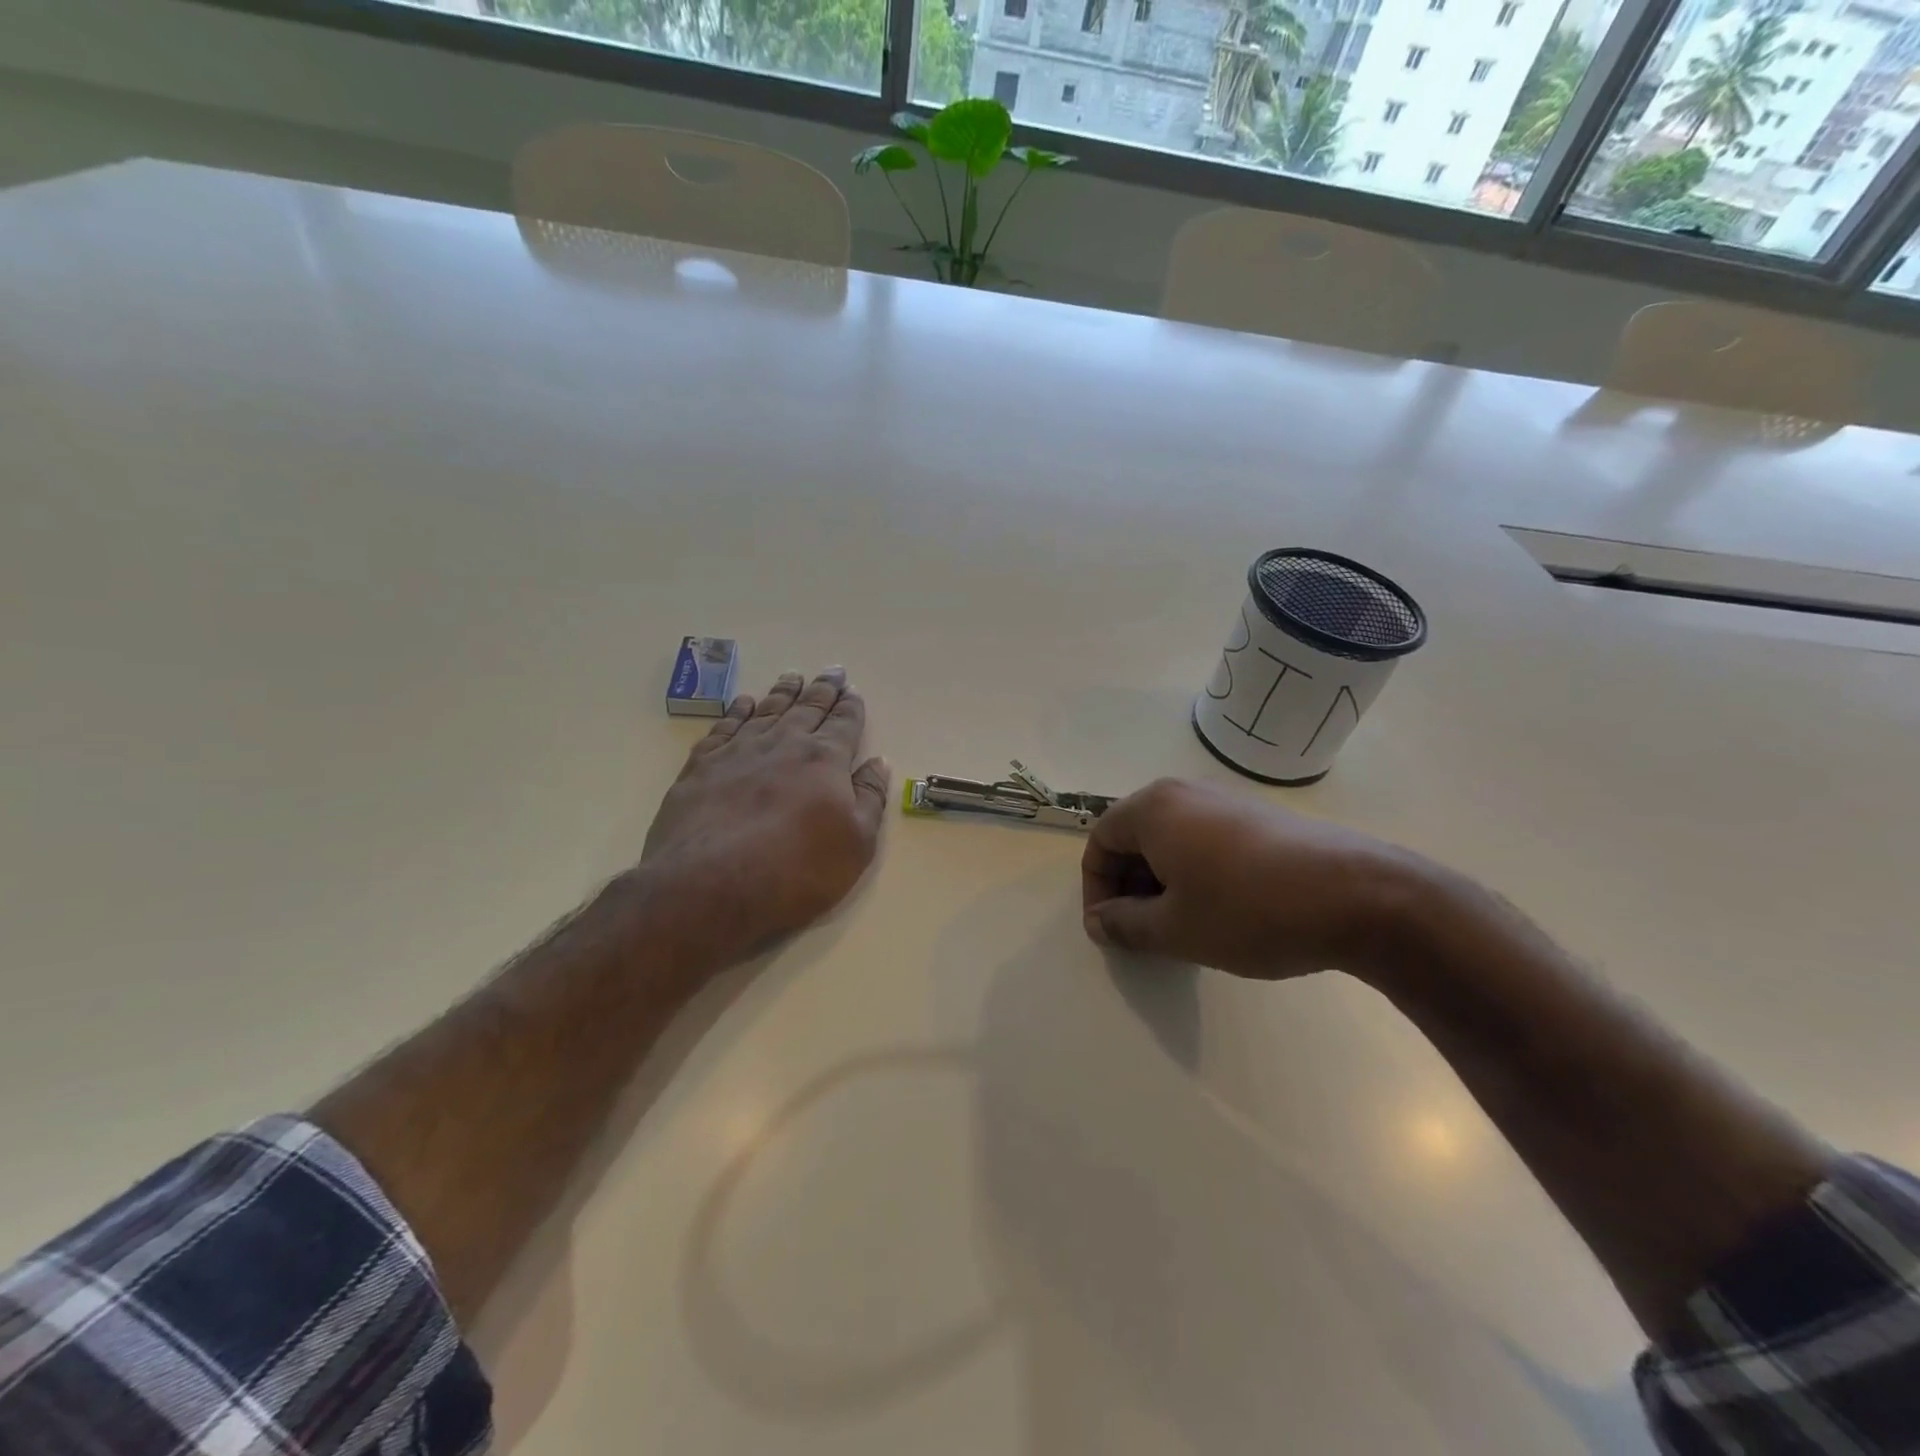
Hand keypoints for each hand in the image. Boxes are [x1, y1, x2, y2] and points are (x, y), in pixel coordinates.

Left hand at [639, 669, 888, 966]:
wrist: (709, 885)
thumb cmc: (796, 870)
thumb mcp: (855, 844)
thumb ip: (870, 798)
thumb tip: (878, 763)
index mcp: (825, 760)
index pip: (844, 724)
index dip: (851, 707)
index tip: (853, 691)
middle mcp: (784, 744)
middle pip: (808, 708)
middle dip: (823, 689)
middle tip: (832, 671)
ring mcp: (739, 751)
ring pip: (768, 710)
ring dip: (784, 692)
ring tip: (793, 676)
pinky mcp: (702, 765)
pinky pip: (725, 725)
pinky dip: (738, 710)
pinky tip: (744, 703)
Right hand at [1081, 778, 1419, 979]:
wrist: (1360, 895)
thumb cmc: (1249, 909)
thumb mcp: (1175, 928)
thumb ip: (1125, 925)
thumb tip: (1100, 922)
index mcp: (1153, 809)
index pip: (1100, 842)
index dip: (1096, 890)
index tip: (1111, 932)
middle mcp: (1184, 793)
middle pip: (1134, 838)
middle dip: (1129, 887)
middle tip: (1144, 933)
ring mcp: (1226, 801)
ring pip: (1170, 841)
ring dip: (1162, 884)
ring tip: (1182, 927)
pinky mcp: (1259, 818)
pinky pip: (1205, 841)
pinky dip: (1195, 874)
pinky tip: (1222, 911)